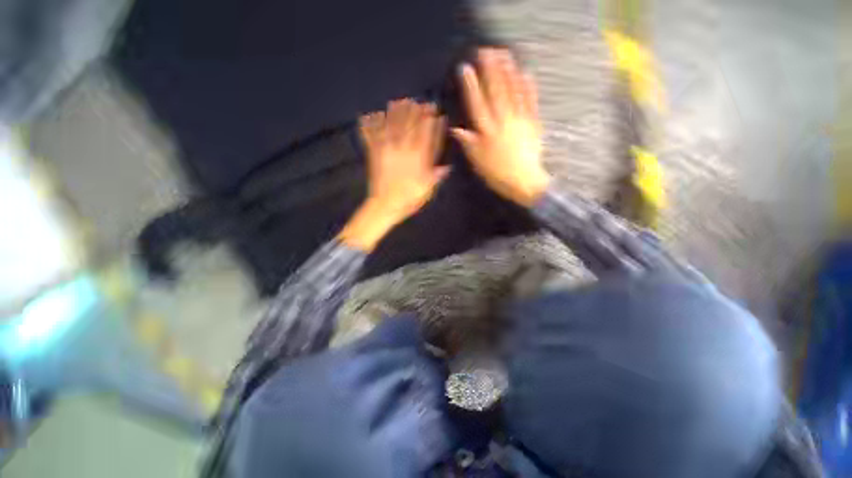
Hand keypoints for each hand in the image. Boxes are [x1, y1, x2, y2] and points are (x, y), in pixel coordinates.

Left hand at [339, 99, 448, 250]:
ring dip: (395, 112)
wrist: (385, 205)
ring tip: (398, 101)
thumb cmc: (409, 199)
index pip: (426, 134)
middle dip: (414, 111)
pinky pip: (371, 136)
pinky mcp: (374, 153)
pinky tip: (369, 114)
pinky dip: (369, 124)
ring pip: (391, 125)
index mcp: (418, 158)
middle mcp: (403, 149)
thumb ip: (436, 176)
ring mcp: (387, 149)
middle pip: (409, 125)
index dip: (430, 121)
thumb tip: (446, 167)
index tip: (434, 111)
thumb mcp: (427, 190)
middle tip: (418, 101)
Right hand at [453, 48, 549, 206]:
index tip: (465, 68)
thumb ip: (467, 142)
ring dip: (508, 71)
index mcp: (486, 130)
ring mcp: (519, 119)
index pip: (476, 103)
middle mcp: (502, 120)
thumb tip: (455, 128)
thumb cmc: (496, 173)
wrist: (523, 181)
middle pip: (495, 90)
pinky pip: (531, 101)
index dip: (470, 85)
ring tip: (504, 54)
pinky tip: (526, 74)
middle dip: (490, 69)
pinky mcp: (533, 122)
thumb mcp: (476, 161)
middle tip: (486, 50)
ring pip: (513, 91)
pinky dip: (528, 86)